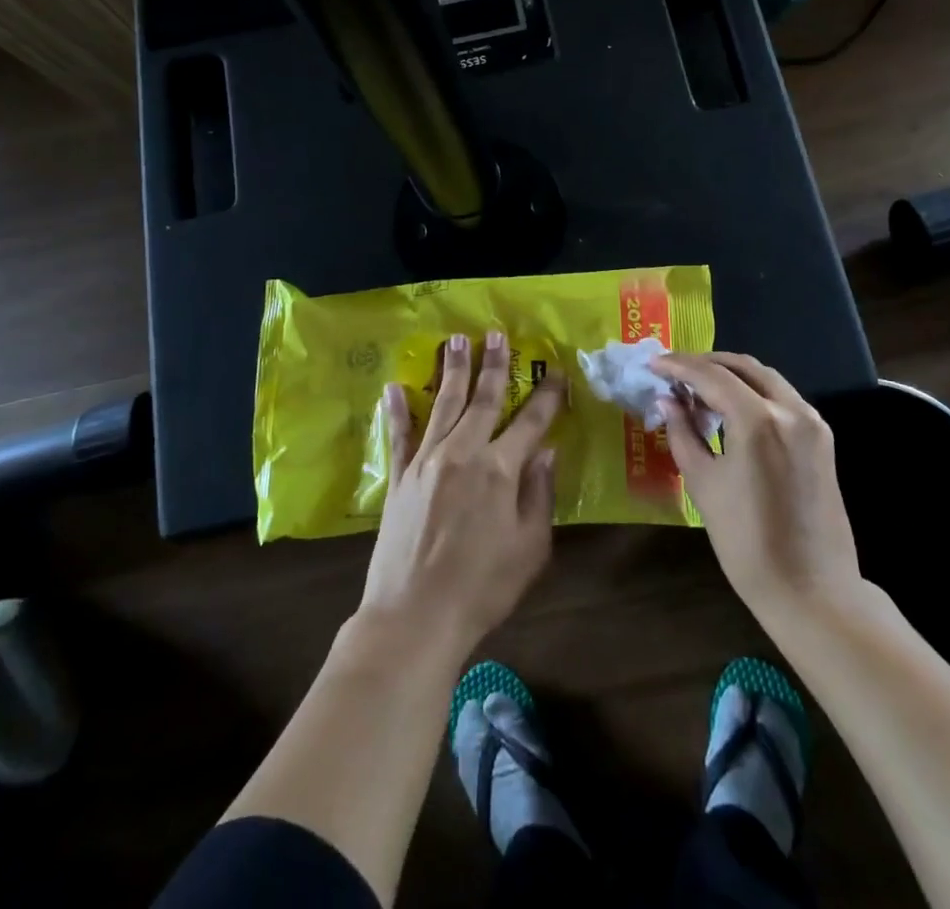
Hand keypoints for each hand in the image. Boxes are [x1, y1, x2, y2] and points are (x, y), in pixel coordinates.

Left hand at [358, 331, 563, 663]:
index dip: (547, 394)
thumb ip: (540, 494)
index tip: (555, 369)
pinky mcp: (399, 477)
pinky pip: (399, 435)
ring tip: (455, 341)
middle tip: (496, 334)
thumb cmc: (483, 587)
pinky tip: (394, 386)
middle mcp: (463, 452)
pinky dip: (397, 410)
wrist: (414, 616)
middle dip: (494, 365)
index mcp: (500, 469)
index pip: (532, 421)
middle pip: (483, 399)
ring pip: (444, 404)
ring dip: (452, 371)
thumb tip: (546, 450)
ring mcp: (426, 461)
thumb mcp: (530, 547)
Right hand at [655, 352, 865, 624]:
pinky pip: (781, 398)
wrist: (812, 591)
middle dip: (705, 363)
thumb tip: (667, 400)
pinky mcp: (821, 438)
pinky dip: (752, 392)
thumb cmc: (747, 543)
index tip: (653, 363)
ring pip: (765, 378)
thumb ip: (683, 433)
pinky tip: (729, 407)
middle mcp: (791, 410)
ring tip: (697, 388)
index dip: (679, 366)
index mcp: (759, 421)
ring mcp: (811, 422)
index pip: (712, 376)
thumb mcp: (704, 485)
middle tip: (674, 371)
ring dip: (730, 375)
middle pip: (743, 367)